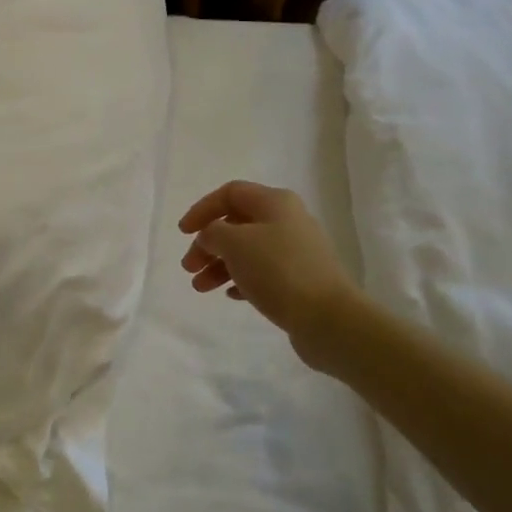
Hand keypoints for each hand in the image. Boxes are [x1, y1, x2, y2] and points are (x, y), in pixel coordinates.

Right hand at [179, 181, 356, 370]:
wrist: (328, 318)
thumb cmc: (278, 270)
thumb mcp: (235, 243)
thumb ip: (213, 233)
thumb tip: (211, 237)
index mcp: (275, 202)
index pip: (230, 193)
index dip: (202, 209)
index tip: (183, 233)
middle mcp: (288, 220)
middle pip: (237, 224)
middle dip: (208, 244)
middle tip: (189, 267)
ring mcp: (296, 251)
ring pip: (248, 251)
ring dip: (220, 265)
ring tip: (201, 287)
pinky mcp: (300, 280)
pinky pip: (263, 273)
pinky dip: (242, 279)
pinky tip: (230, 295)